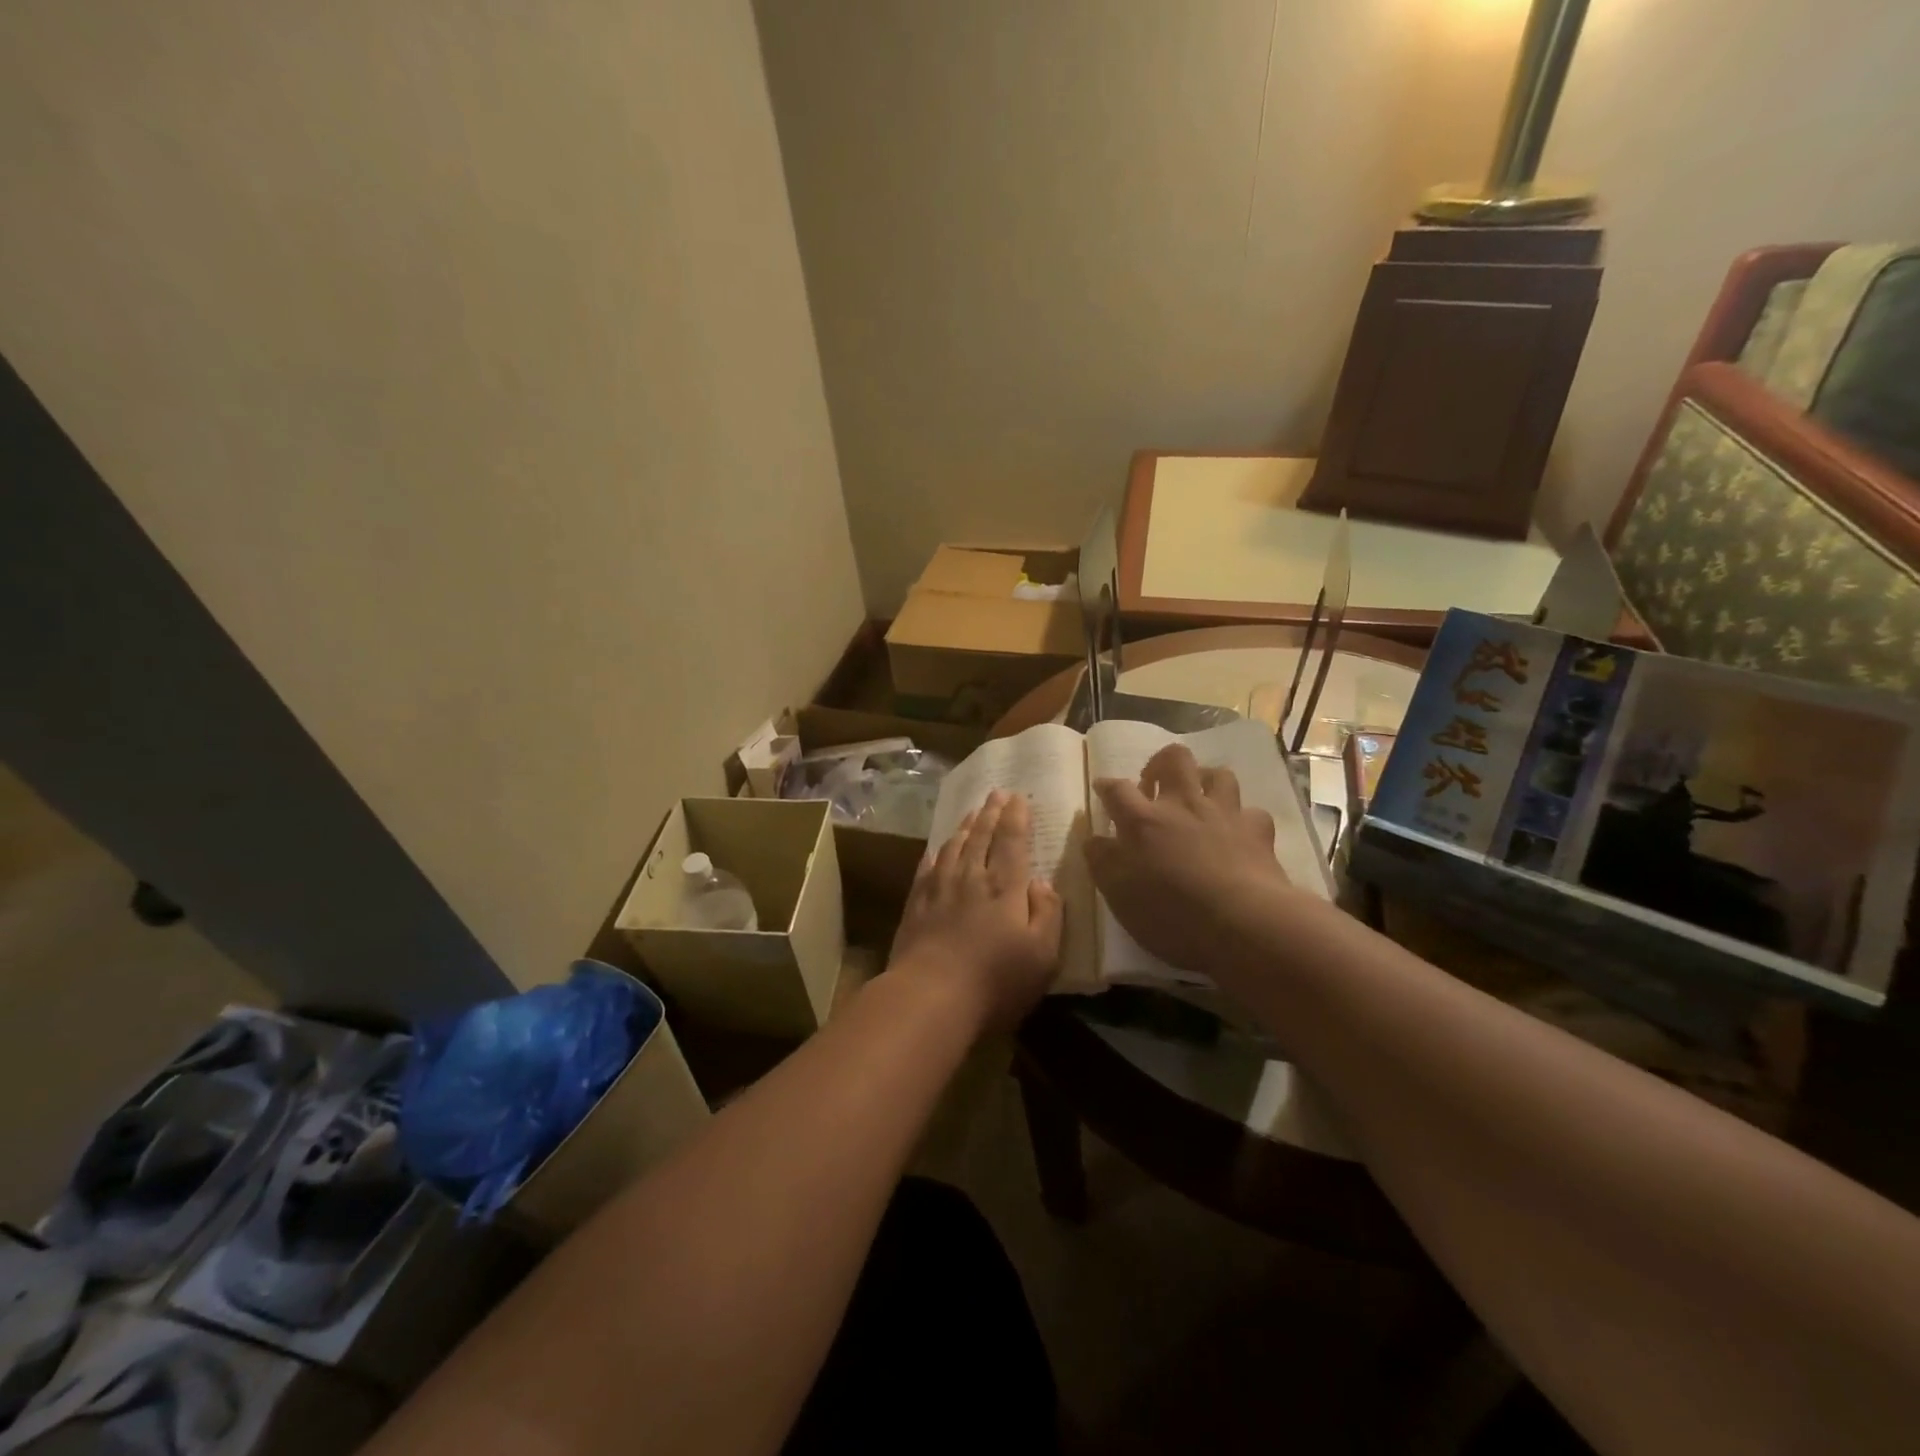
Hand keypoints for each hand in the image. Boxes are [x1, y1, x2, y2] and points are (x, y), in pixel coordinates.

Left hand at [890, 791, 1064, 1033]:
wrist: (930, 996)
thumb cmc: (995, 980)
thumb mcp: (1042, 955)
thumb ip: (1047, 913)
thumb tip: (1042, 881)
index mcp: (1004, 888)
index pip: (1012, 841)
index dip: (1016, 817)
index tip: (1018, 797)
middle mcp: (971, 878)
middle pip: (981, 837)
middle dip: (990, 813)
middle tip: (995, 793)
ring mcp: (939, 890)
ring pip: (953, 847)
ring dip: (964, 827)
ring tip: (971, 813)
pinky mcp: (915, 906)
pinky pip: (926, 868)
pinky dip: (935, 853)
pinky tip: (936, 849)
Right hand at [1084, 744, 1311, 982]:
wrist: (1243, 924)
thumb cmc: (1171, 914)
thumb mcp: (1119, 894)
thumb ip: (1102, 861)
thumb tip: (1094, 839)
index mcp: (1143, 821)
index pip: (1116, 789)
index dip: (1107, 786)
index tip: (1102, 788)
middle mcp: (1183, 805)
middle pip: (1173, 759)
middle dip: (1161, 763)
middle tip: (1154, 784)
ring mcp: (1223, 814)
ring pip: (1217, 774)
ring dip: (1205, 781)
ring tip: (1198, 799)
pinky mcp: (1257, 830)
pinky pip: (1250, 812)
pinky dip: (1241, 819)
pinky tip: (1237, 832)